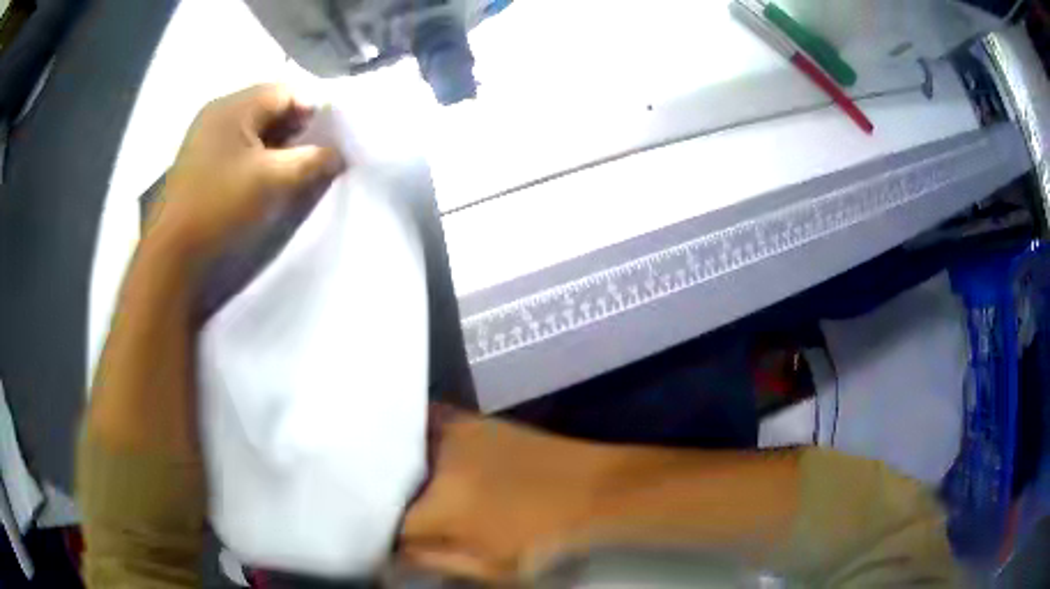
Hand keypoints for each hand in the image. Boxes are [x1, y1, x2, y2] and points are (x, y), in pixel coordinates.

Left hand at [149, 84, 345, 266]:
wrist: (172, 255)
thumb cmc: (221, 206)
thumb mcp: (274, 181)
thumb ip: (313, 161)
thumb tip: (338, 155)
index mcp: (234, 106)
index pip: (287, 91)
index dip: (313, 111)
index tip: (328, 140)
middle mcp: (218, 113)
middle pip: (269, 107)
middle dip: (295, 129)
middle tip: (311, 156)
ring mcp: (205, 137)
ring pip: (253, 128)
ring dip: (276, 145)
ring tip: (290, 171)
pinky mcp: (199, 161)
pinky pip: (237, 146)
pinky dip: (256, 157)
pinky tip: (263, 179)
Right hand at [399, 412, 605, 581]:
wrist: (592, 490)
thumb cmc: (544, 538)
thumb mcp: (491, 566)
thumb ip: (434, 560)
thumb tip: (395, 553)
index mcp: (441, 504)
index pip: (390, 521)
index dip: (383, 535)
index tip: (388, 543)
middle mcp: (438, 460)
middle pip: (389, 480)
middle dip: (384, 500)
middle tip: (394, 517)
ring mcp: (455, 431)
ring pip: (402, 449)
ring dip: (394, 469)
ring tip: (400, 487)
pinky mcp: (471, 419)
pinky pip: (426, 424)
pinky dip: (414, 440)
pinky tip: (420, 456)